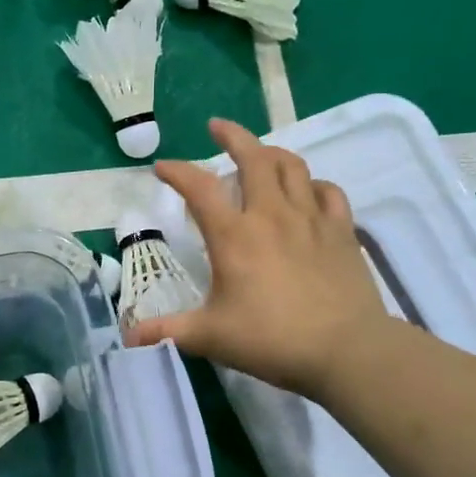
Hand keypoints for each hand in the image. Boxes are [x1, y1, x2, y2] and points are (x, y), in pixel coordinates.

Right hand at [130, 118, 386, 398]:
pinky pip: (328, 191)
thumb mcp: (211, 338)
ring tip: (261, 153)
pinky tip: (307, 191)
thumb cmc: (272, 340)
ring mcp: (311, 218)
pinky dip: (313, 185)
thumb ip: (168, 332)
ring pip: (292, 166)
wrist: (346, 349)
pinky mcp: (342, 230)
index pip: (199, 188)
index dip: (177, 171)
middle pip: (253, 157)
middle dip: (233, 136)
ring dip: (272, 153)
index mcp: (234, 235)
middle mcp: (271, 214)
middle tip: (218, 127)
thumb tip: (129, 337)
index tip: (162, 166)